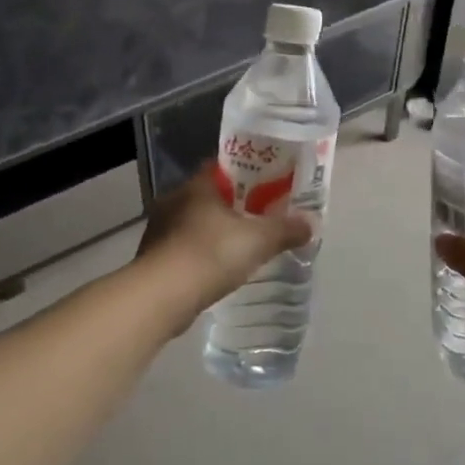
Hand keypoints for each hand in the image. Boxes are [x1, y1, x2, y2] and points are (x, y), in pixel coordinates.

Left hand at [137, 166, 314, 325]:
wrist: (160, 297)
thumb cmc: (210, 255)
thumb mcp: (258, 240)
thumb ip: (285, 230)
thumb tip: (310, 223)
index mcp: (197, 186)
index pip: (223, 167)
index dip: (247, 173)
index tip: (268, 184)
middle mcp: (174, 200)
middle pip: (210, 196)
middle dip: (234, 205)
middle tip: (260, 216)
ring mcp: (160, 229)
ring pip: (195, 222)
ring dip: (215, 231)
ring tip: (242, 245)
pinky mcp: (154, 258)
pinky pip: (184, 247)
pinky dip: (201, 254)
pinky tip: (217, 269)